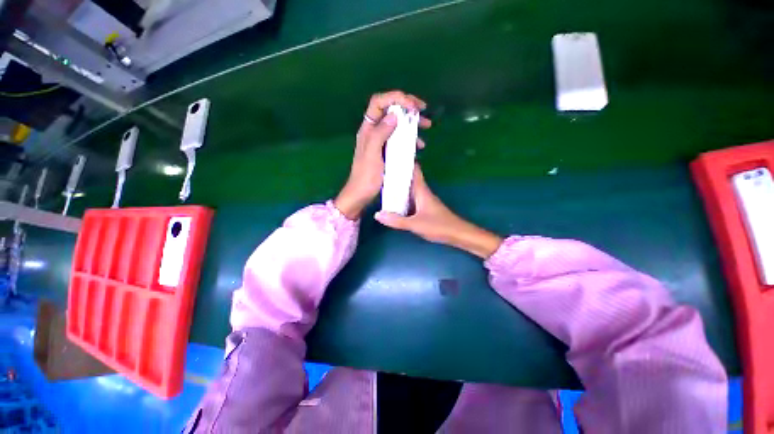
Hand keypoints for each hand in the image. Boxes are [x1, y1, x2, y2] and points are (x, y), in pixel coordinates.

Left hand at [334, 91, 430, 219]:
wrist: (361, 194)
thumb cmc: (366, 177)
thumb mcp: (372, 155)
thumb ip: (380, 134)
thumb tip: (394, 115)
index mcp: (368, 129)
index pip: (379, 102)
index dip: (396, 98)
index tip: (413, 106)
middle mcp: (374, 131)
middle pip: (390, 110)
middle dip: (407, 107)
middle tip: (423, 111)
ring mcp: (381, 141)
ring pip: (397, 124)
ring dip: (411, 123)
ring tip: (426, 127)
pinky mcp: (386, 151)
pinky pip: (399, 138)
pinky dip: (409, 138)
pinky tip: (419, 146)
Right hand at [375, 166, 502, 258]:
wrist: (458, 234)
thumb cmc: (439, 226)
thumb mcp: (416, 224)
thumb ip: (397, 220)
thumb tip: (377, 214)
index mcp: (421, 190)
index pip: (413, 170)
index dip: (404, 161)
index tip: (391, 153)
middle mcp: (422, 192)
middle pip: (408, 179)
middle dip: (397, 173)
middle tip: (381, 169)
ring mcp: (423, 200)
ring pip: (409, 190)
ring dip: (398, 186)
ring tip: (383, 183)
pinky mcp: (424, 208)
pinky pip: (410, 199)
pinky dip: (401, 198)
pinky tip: (393, 202)